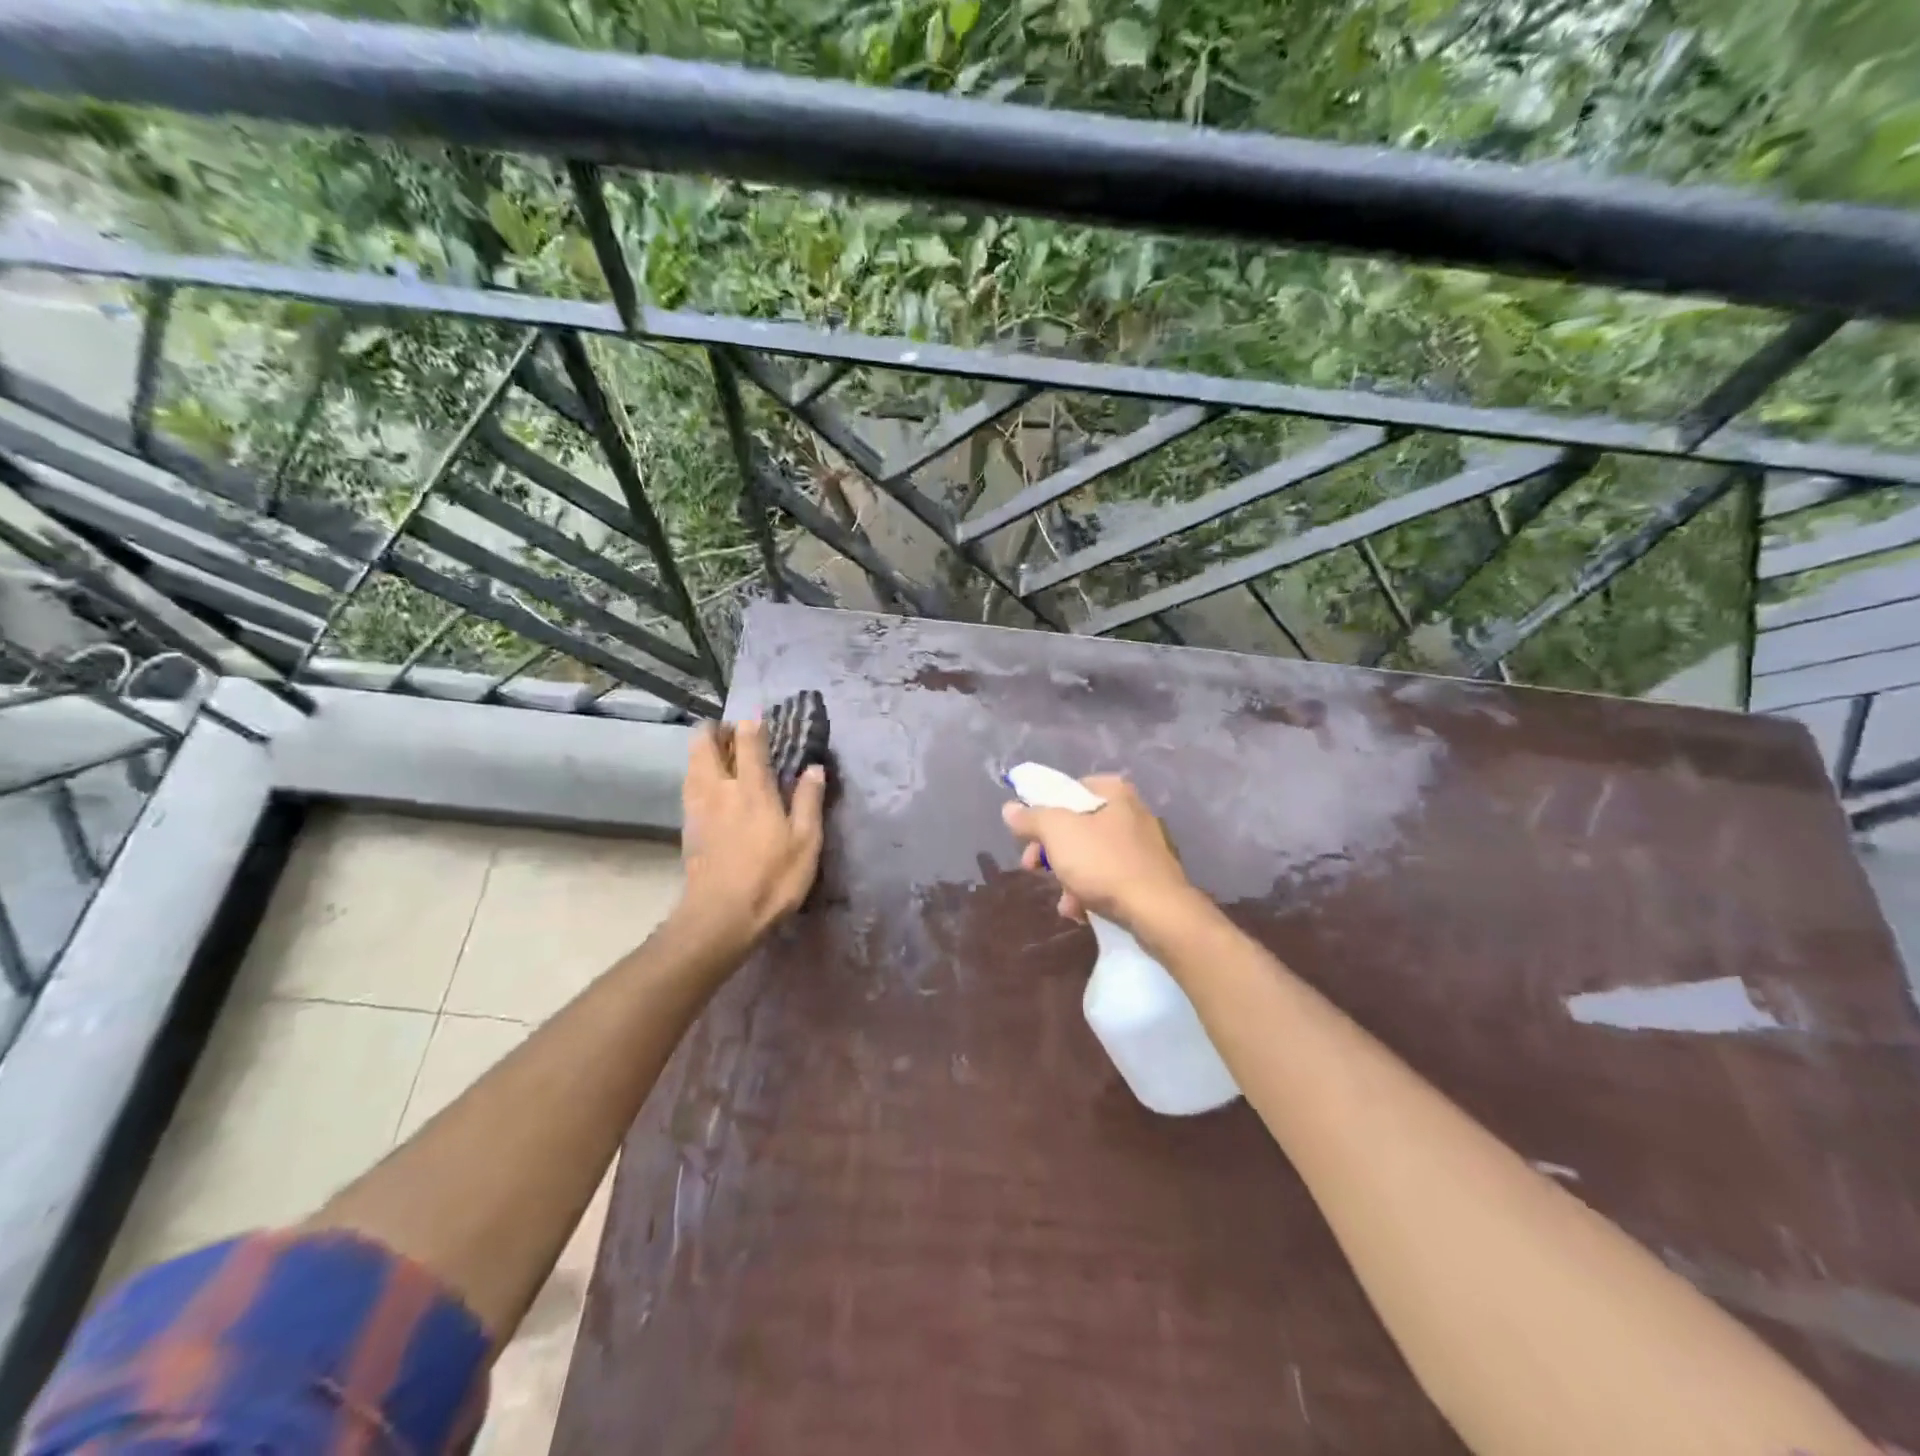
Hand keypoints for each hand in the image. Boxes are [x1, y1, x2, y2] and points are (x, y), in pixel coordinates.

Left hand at [680, 720, 825, 942]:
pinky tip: (712, 789)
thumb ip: (808, 800)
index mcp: (751, 789)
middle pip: (703, 743)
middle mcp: (718, 789)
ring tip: (724, 757)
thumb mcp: (805, 842)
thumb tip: (814, 768)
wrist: (719, 918)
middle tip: (736, 734)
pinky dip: (698, 775)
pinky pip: (689, 785)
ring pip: (691, 763)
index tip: (762, 720)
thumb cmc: (771, 879)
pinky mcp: (687, 827)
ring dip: (704, 751)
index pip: (748, 741)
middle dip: (716, 729)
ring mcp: (697, 807)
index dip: (754, 725)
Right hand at [1001, 774, 1193, 929]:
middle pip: (1078, 825)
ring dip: (1069, 878)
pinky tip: (1081, 911)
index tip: (1029, 832)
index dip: (1045, 808)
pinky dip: (1091, 893)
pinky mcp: (1148, 879)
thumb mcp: (1057, 832)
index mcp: (1115, 793)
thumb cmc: (1104, 862)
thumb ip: (1031, 817)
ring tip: (1064, 900)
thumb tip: (1010, 808)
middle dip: (1051, 850)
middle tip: (1033, 867)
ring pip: (1091, 856)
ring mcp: (1143, 848)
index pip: (1071, 788)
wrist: (1157, 912)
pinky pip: (1109, 880)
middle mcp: (1132, 814)